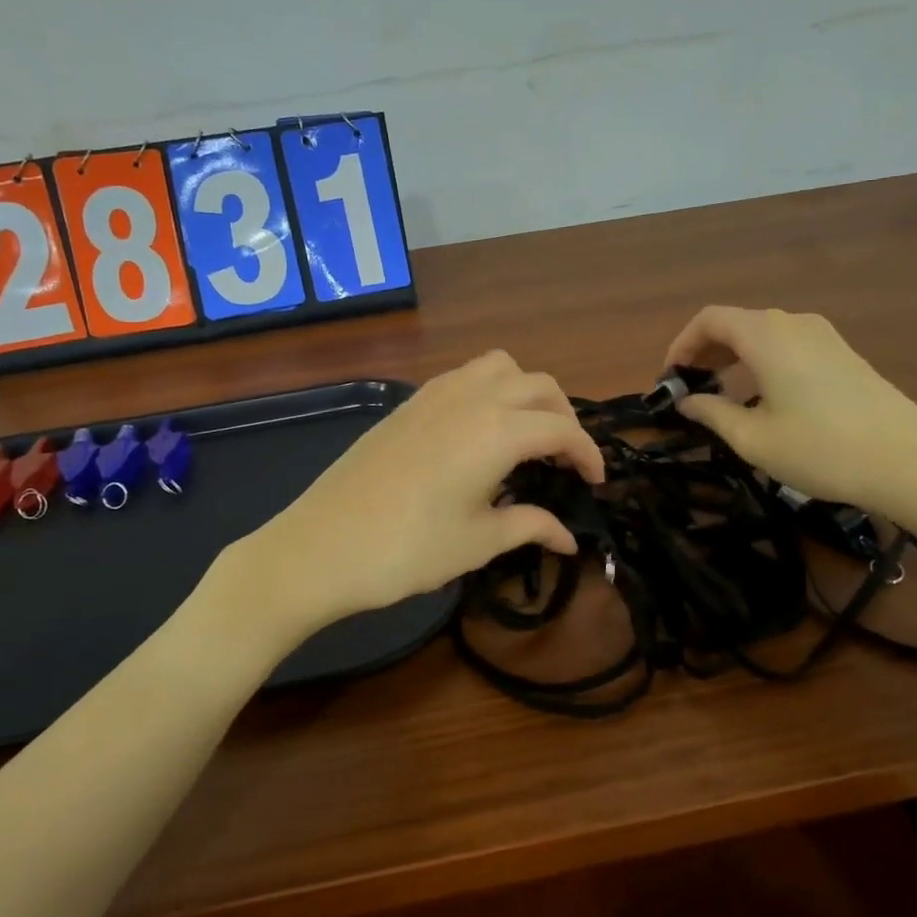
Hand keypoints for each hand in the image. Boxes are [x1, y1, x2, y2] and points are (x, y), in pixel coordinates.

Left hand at [222, 351, 605, 646]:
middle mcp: (472, 398)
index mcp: (497, 431)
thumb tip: (569, 538)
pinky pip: (465, 376)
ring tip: (527, 433)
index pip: (562, 428)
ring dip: (526, 391)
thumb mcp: (478, 542)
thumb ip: (530, 527)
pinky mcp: (409, 403)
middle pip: (538, 385)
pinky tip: (481, 431)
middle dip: (564, 416)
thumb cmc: (407, 550)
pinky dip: (490, 390)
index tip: (596, 482)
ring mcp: (435, 395)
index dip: (588, 454)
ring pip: (500, 366)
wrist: (320, 546)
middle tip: (565, 459)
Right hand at [664, 306, 916, 538]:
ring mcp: (824, 336)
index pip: (709, 320)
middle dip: (706, 350)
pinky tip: (764, 397)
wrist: (912, 463)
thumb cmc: (822, 450)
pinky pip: (788, 345)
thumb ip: (712, 414)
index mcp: (766, 335)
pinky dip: (762, 361)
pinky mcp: (844, 354)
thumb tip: (687, 402)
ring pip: (764, 333)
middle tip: (690, 387)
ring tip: (722, 393)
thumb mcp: (754, 439)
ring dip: (734, 356)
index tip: (670, 378)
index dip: (681, 344)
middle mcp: (794, 323)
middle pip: (736, 322)